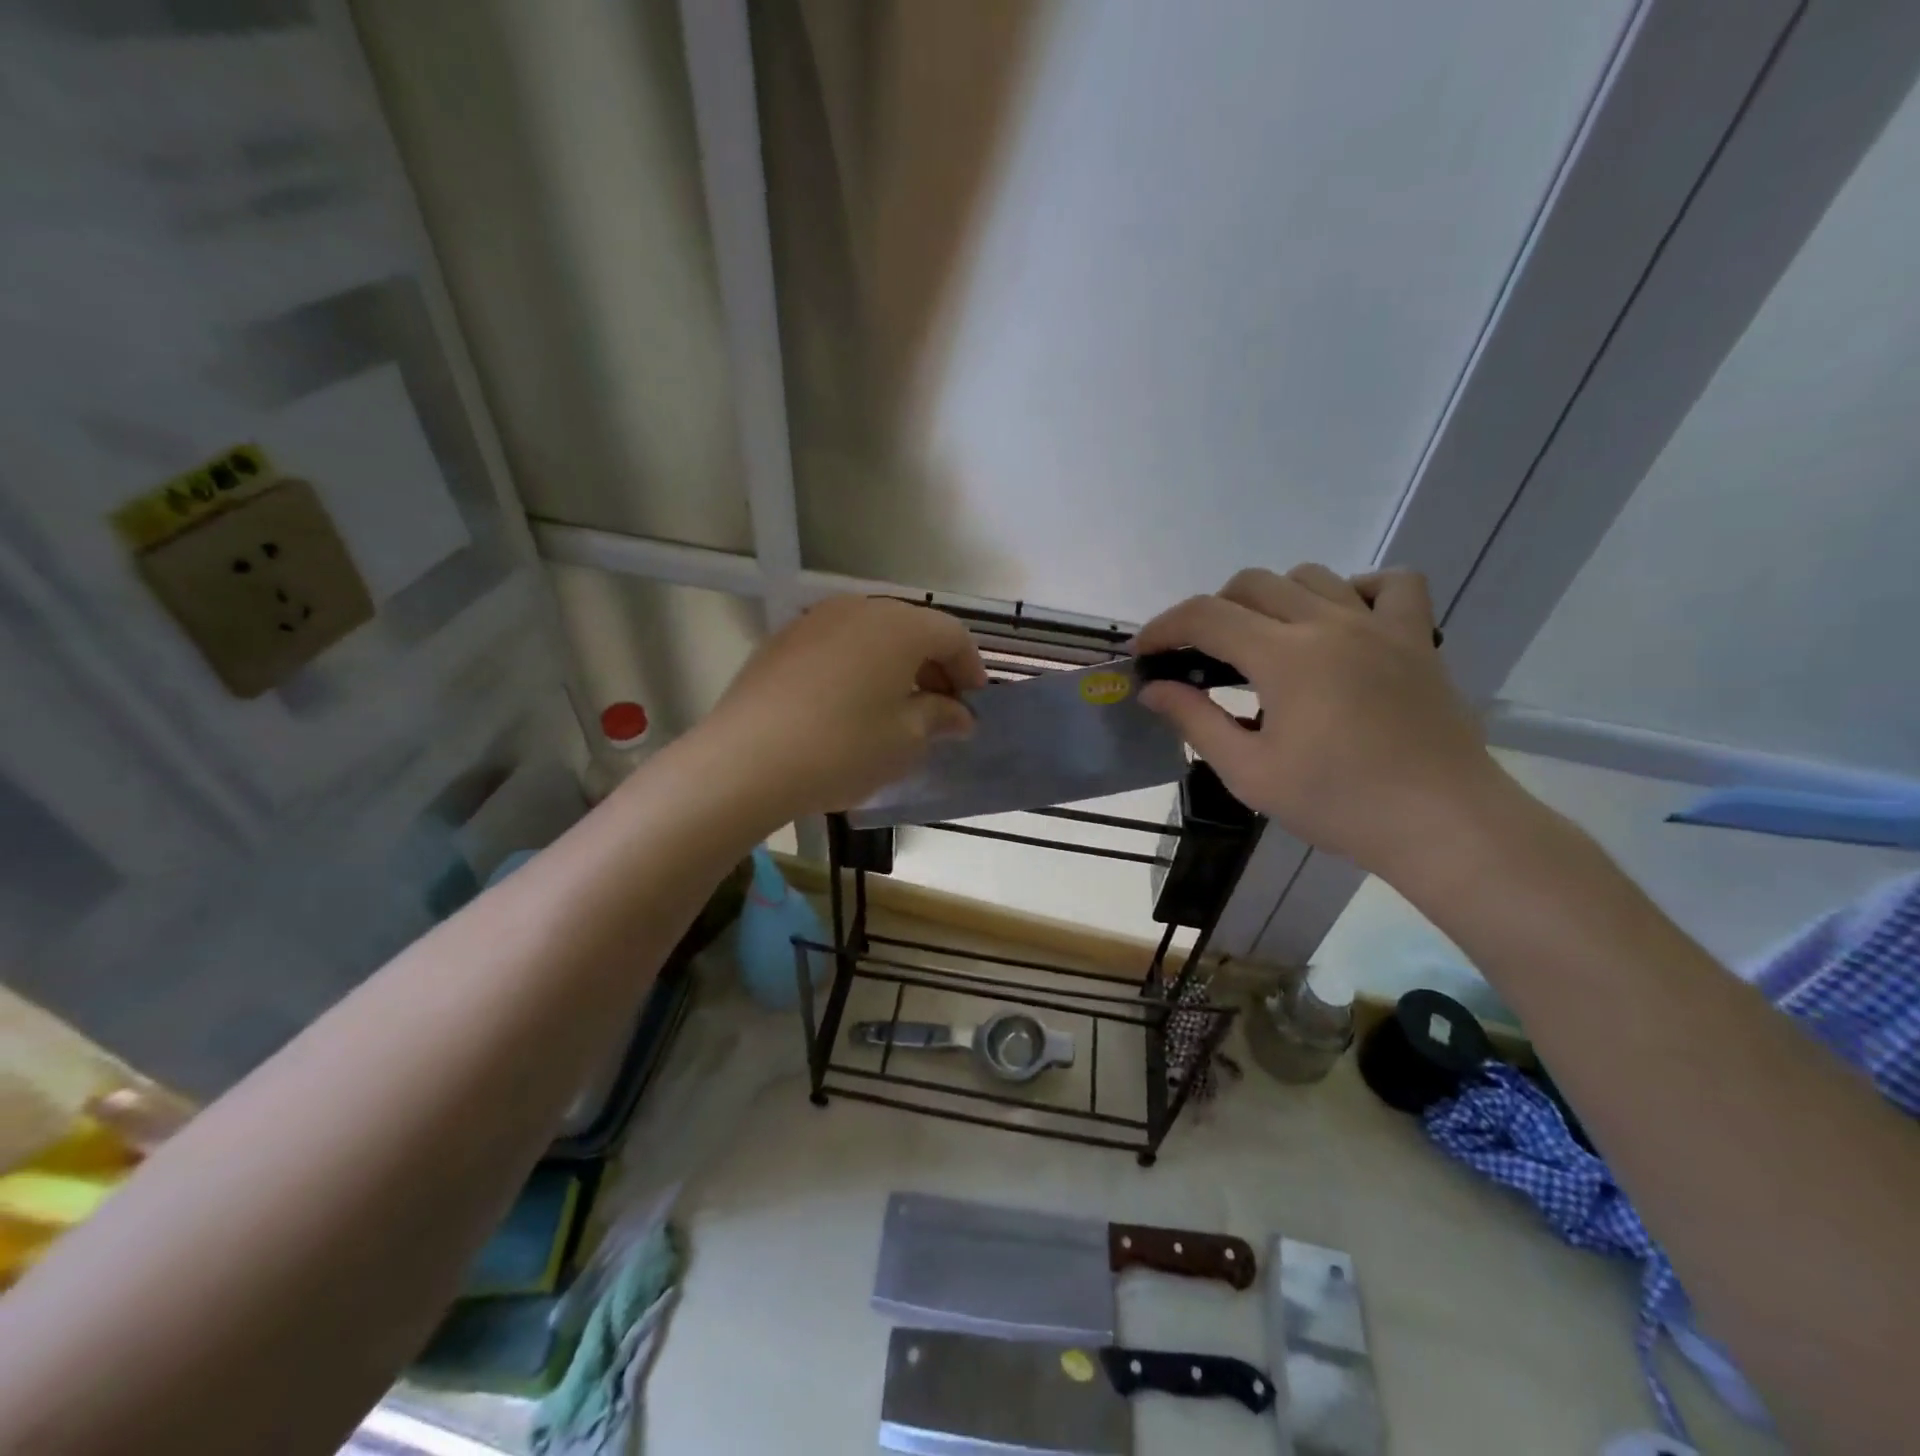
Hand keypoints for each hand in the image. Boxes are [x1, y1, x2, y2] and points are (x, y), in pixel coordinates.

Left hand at [703, 595, 987, 820]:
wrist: (746, 761)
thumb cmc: (843, 748)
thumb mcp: (906, 740)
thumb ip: (940, 717)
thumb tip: (959, 714)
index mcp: (899, 625)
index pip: (952, 635)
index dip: (970, 670)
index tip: (973, 707)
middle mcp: (858, 608)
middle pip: (911, 629)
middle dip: (933, 667)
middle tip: (939, 711)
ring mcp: (814, 620)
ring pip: (871, 636)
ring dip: (894, 667)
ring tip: (895, 710)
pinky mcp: (781, 641)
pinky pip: (836, 647)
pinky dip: (856, 669)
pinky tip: (848, 707)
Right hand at [1134, 565, 1498, 873]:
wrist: (1442, 824)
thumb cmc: (1338, 804)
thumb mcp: (1250, 773)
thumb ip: (1196, 721)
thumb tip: (1154, 689)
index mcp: (1285, 657)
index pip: (1205, 616)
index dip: (1164, 627)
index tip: (1144, 653)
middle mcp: (1329, 624)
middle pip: (1251, 584)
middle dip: (1210, 612)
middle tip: (1199, 657)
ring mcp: (1379, 625)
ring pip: (1310, 576)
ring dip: (1272, 599)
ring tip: (1263, 642)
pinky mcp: (1417, 638)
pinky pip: (1392, 584)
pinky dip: (1356, 590)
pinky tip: (1340, 622)